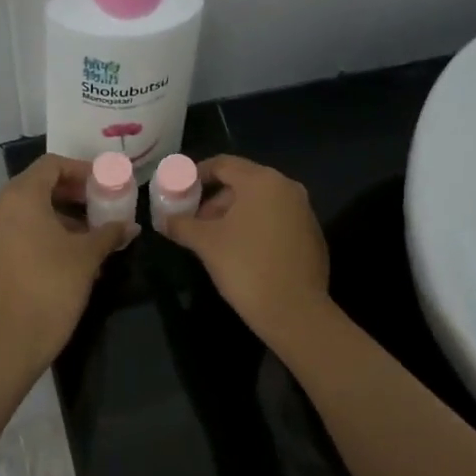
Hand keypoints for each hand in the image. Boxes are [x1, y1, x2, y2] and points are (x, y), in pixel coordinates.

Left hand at [0, 154, 135, 375]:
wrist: (12, 340)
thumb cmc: (52, 286)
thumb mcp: (87, 256)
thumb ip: (109, 232)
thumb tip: (130, 226)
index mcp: (20, 197)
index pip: (52, 165)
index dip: (81, 170)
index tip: (105, 185)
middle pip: (38, 184)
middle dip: (72, 193)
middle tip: (100, 206)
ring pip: (27, 208)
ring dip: (59, 213)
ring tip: (89, 233)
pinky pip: (17, 228)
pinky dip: (42, 230)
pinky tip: (67, 252)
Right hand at [160, 155, 330, 340]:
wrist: (294, 310)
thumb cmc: (245, 267)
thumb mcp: (206, 243)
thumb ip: (181, 224)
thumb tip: (164, 220)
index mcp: (262, 181)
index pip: (223, 164)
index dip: (197, 174)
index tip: (180, 190)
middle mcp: (287, 187)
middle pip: (243, 182)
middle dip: (215, 199)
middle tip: (195, 221)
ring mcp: (303, 210)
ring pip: (260, 202)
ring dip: (234, 214)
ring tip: (215, 239)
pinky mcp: (311, 234)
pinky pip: (277, 219)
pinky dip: (256, 226)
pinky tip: (242, 252)